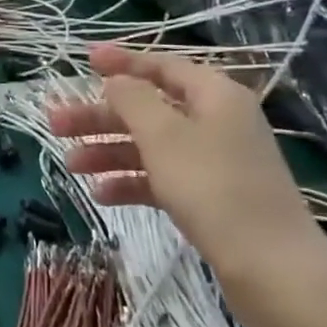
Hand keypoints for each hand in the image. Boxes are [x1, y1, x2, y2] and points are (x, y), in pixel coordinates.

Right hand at [47, 45, 326, 309]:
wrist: (270, 267)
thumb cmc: (213, 187)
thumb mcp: (164, 135)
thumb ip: (133, 100)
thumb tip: (116, 80)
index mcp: (214, 95)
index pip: (163, 66)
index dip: (122, 62)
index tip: (84, 59)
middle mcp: (216, 122)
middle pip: (149, 109)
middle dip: (101, 117)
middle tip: (56, 124)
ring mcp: (215, 162)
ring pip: (151, 146)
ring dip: (109, 152)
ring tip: (69, 166)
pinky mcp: (211, 198)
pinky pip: (162, 178)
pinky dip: (131, 182)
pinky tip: (101, 195)